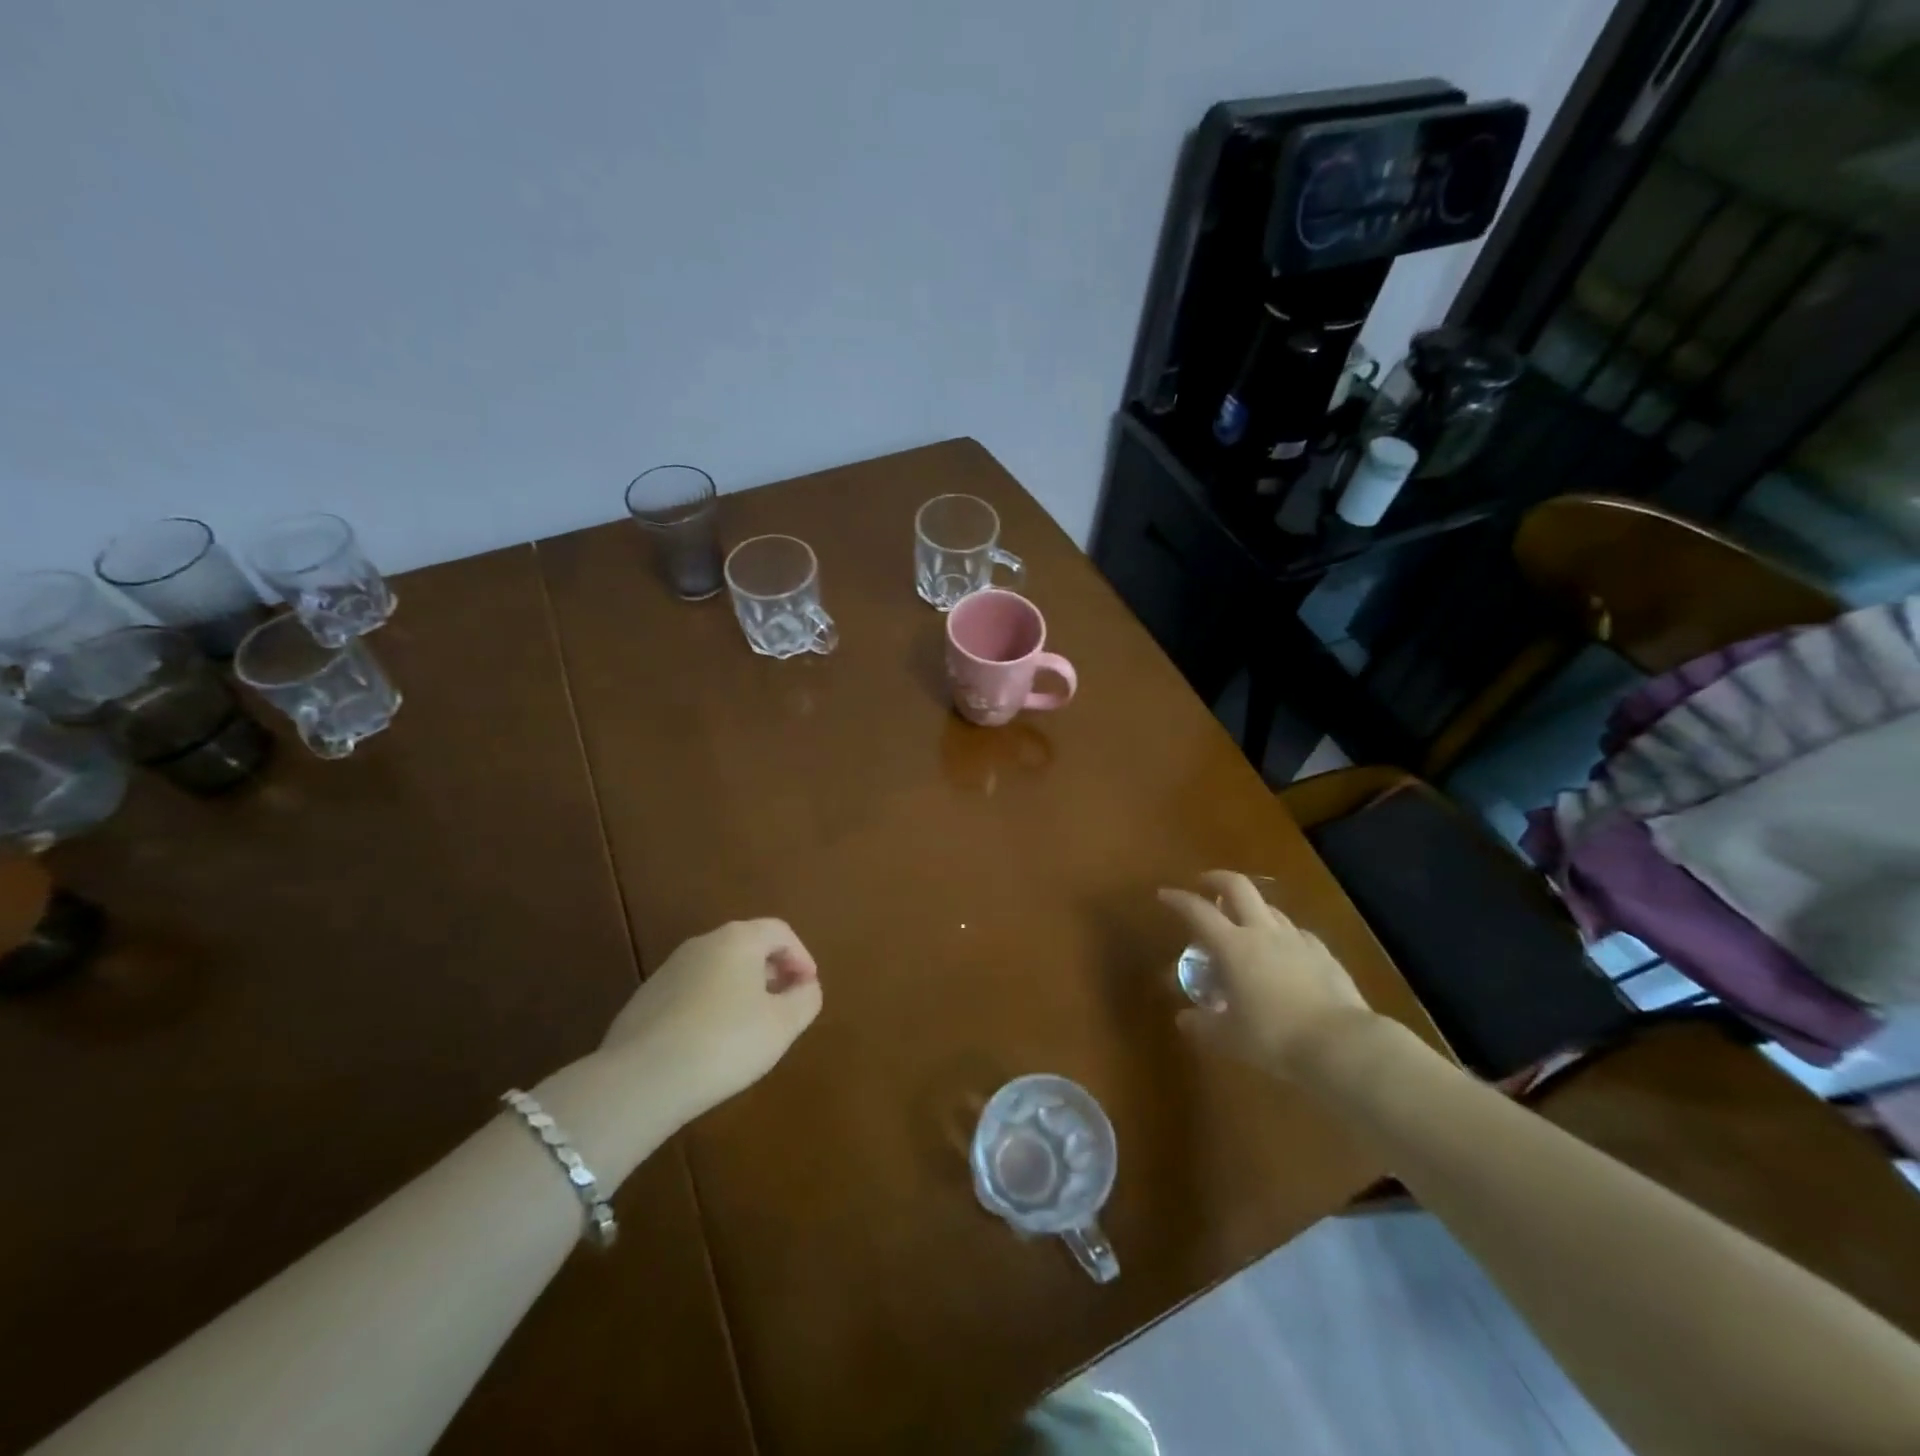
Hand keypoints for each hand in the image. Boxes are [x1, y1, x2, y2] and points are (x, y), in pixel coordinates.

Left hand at [601, 918, 822, 1122]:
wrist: (641, 1079)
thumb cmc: (726, 1042)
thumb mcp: (783, 1025)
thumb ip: (805, 999)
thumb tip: (806, 987)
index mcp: (738, 939)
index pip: (780, 931)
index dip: (802, 957)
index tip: (808, 989)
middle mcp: (702, 944)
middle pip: (747, 946)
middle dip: (772, 972)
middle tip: (784, 1005)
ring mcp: (668, 971)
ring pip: (718, 970)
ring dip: (741, 990)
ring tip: (751, 1028)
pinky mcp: (645, 1000)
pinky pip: (692, 993)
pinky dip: (711, 1007)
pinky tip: (712, 1044)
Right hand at [1159, 871, 1376, 1079]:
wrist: (1342, 1044)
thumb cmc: (1274, 1037)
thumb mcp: (1229, 1037)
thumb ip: (1202, 1024)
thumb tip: (1184, 1019)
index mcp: (1233, 946)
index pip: (1198, 911)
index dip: (1178, 899)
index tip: (1164, 894)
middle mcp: (1262, 933)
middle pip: (1238, 887)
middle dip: (1217, 879)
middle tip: (1204, 883)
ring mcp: (1296, 940)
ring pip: (1269, 908)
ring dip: (1251, 908)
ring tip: (1243, 923)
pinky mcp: (1323, 954)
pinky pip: (1296, 933)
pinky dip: (1282, 934)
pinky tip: (1283, 952)